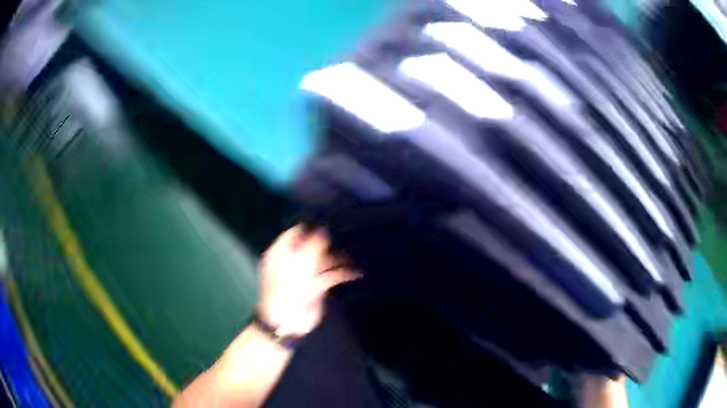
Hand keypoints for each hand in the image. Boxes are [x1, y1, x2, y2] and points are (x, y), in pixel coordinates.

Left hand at [257, 225, 358, 336]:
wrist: (287, 322)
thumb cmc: (286, 292)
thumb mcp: (297, 267)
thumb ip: (312, 248)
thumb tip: (324, 231)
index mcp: (280, 254)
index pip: (294, 233)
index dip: (309, 228)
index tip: (327, 224)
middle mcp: (292, 261)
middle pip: (311, 246)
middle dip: (327, 244)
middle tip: (345, 237)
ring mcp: (304, 275)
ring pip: (323, 261)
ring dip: (338, 259)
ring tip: (352, 257)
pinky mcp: (316, 287)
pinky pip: (330, 275)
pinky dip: (342, 273)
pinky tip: (355, 272)